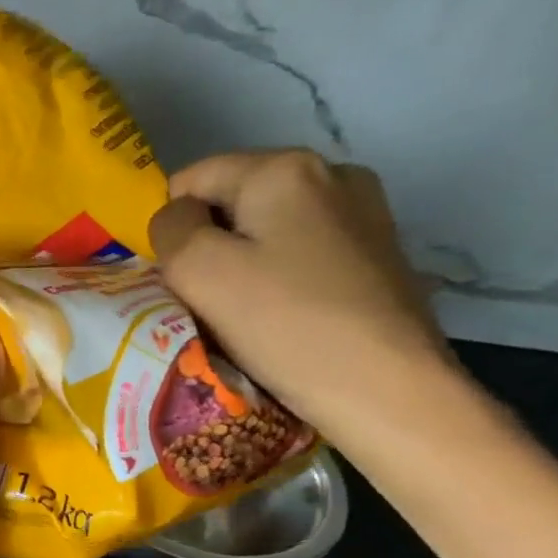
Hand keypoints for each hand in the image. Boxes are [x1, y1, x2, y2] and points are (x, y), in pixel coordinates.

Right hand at [149, 149, 458, 449]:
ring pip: (263, 228)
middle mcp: (331, 174)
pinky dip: (277, 277)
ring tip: (245, 311)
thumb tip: (179, 218)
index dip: (172, 228)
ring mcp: (362, 213)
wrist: (387, 389)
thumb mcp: (196, 269)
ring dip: (240, 263)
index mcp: (283, 168)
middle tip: (209, 297)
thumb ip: (170, 228)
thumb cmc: (283, 323)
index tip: (182, 276)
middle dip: (207, 243)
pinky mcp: (376, 252)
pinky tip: (283, 314)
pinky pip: (298, 251)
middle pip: (230, 201)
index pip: (190, 181)